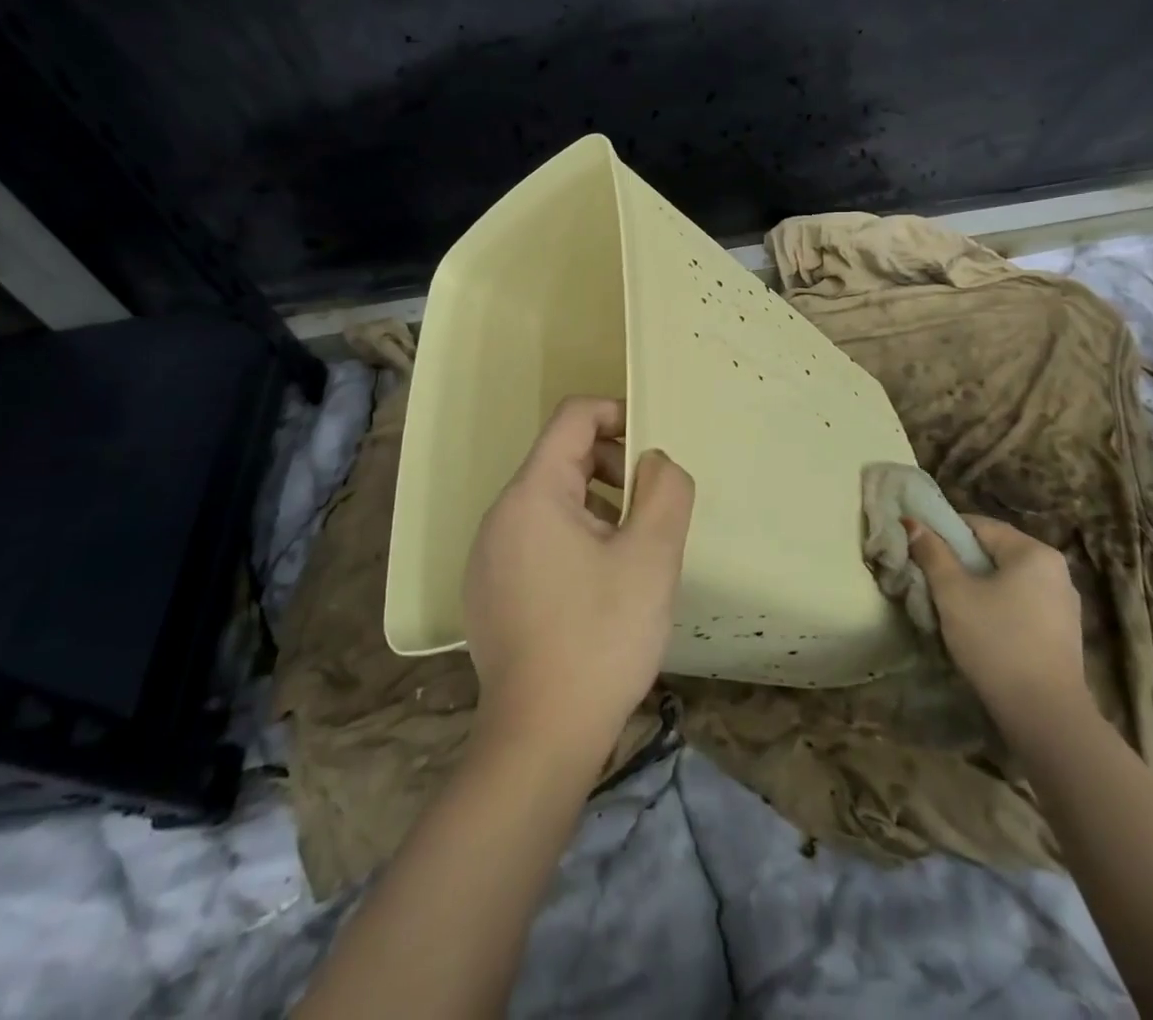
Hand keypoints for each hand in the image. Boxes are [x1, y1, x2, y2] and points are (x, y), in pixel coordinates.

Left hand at [462, 397, 695, 767]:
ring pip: (550, 502)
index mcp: (532, 494)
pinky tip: (598, 588)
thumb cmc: (601, 636)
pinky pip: (534, 539)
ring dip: (597, 506)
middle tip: (650, 510)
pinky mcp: (488, 591)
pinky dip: (572, 539)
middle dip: (612, 468)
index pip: (573, 418)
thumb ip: (665, 490)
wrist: (540, 737)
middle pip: (561, 459)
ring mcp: (487, 556)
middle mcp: (499, 515)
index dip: (617, 415)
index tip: (653, 448)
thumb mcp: (652, 556)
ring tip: (631, 551)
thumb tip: (654, 461)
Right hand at [906, 514, 1088, 732]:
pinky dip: (997, 607)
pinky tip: (978, 629)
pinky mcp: (1063, 634)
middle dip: (959, 562)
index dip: (944, 531)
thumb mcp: (953, 593)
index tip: (918, 548)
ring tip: (949, 605)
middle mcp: (1056, 570)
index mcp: (1034, 552)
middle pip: (994, 552)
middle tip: (928, 578)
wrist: (1045, 716)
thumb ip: (932, 553)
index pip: (979, 525)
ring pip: (1007, 581)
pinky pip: (1021, 605)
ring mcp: (1063, 604)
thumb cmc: (996, 642)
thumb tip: (912, 522)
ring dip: (977, 586)